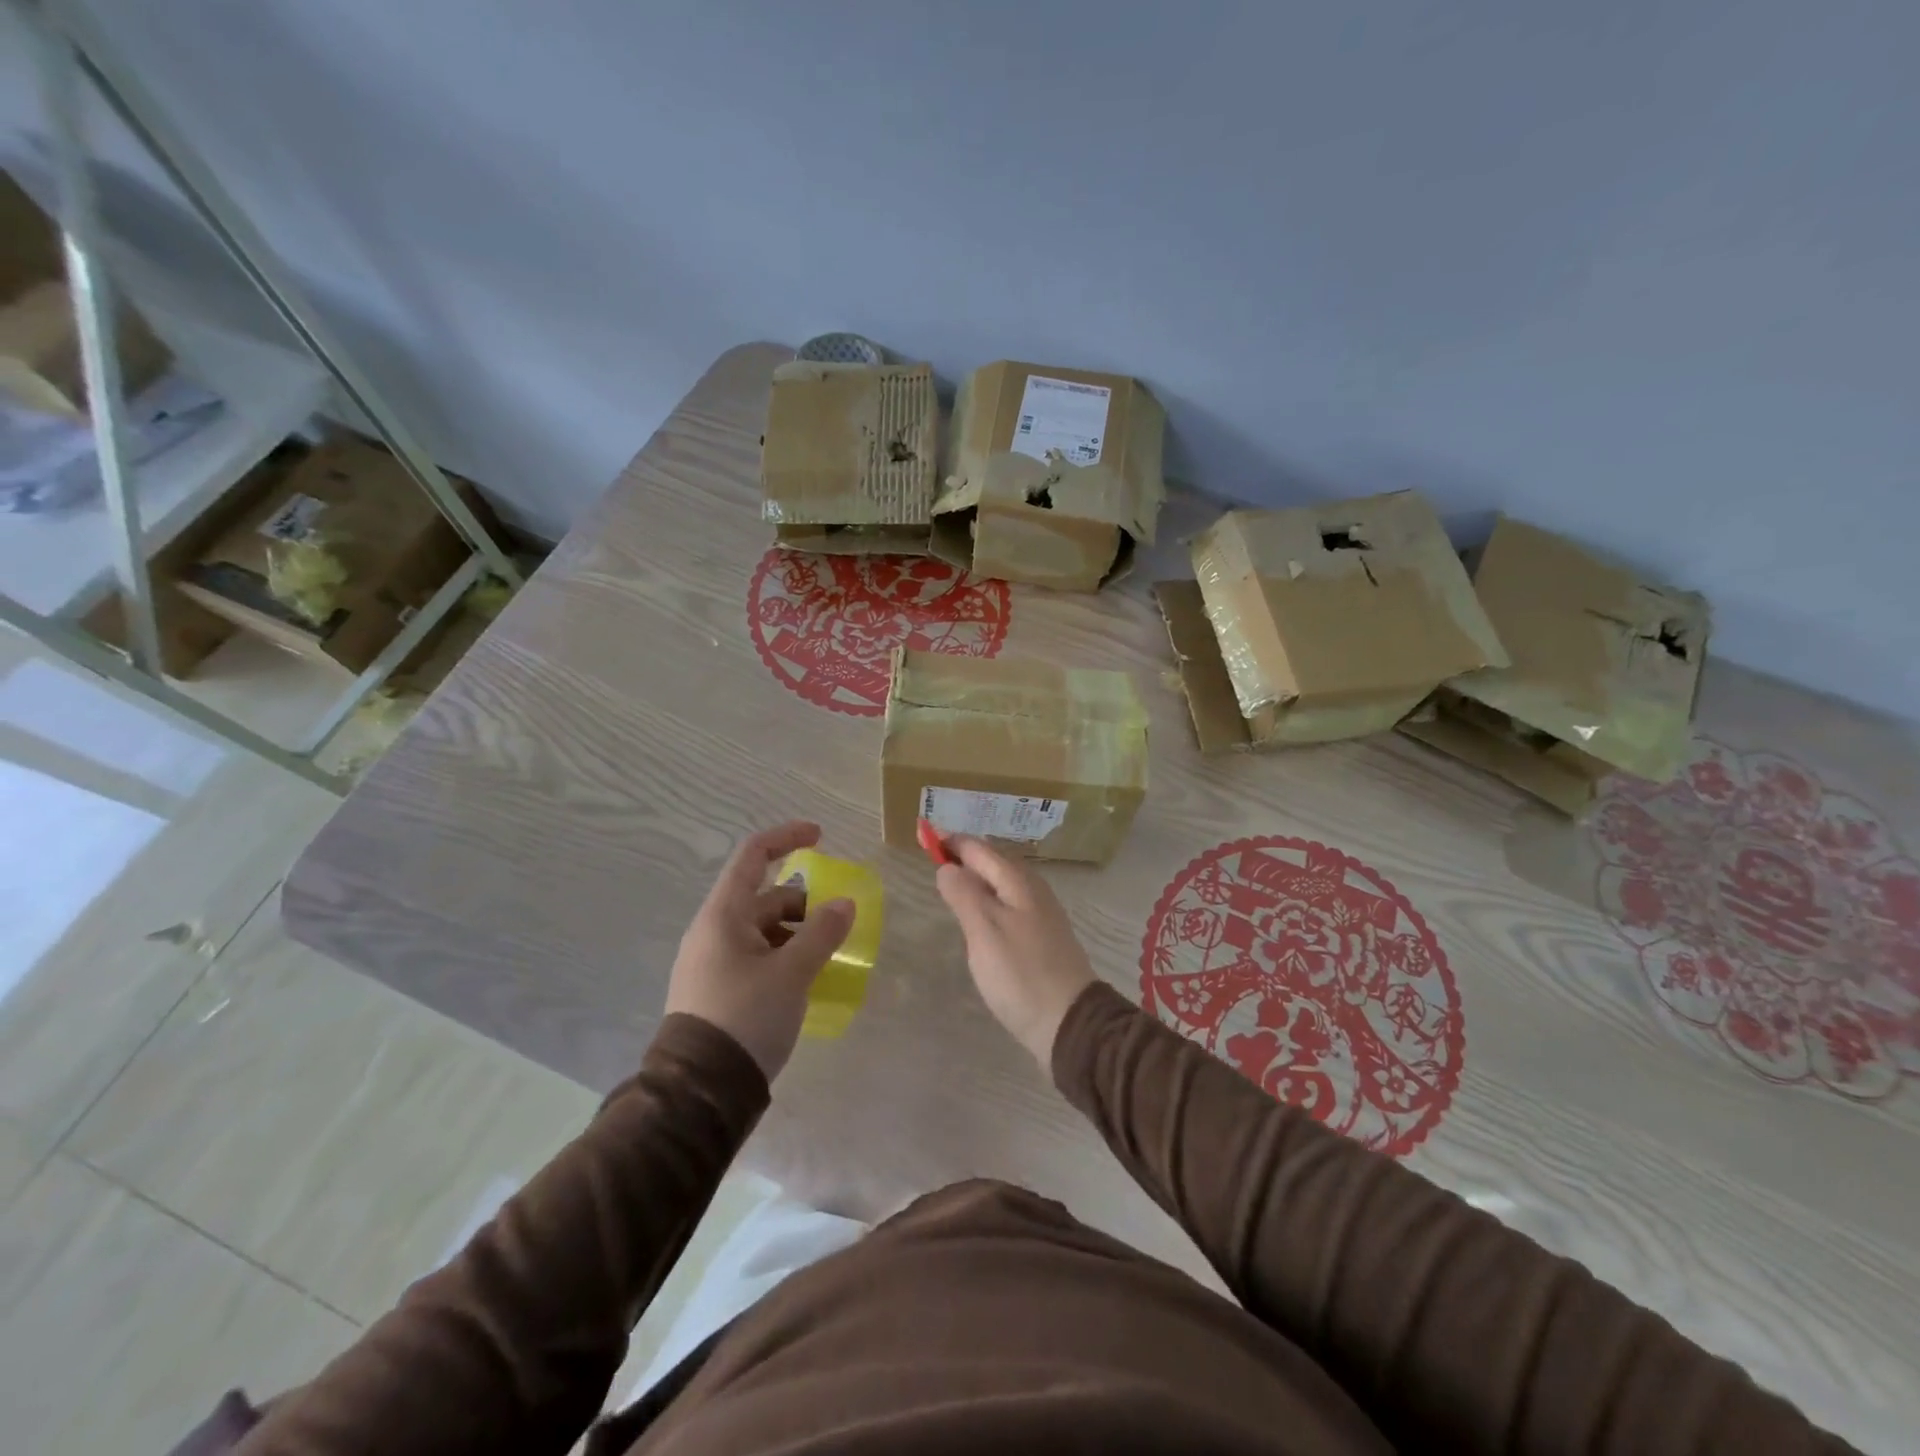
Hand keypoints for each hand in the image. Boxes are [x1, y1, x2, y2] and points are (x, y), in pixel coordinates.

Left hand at [665, 822, 853, 1081]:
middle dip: (804, 905)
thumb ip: (821, 934)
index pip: (753, 856)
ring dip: (797, 935)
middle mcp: (713, 932)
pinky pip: (756, 957)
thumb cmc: (745, 1018)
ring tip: (827, 961)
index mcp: (723, 916)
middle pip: (764, 898)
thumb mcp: (791, 974)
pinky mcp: (717, 991)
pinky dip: (784, 958)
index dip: (786, 838)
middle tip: (837, 927)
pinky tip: (805, 983)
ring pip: (763, 931)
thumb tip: (844, 904)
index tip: (821, 837)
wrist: (699, 1093)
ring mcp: (713, 962)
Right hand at [934, 836, 1095, 1067]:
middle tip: (932, 857)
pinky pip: (1008, 904)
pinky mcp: (1041, 937)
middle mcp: (1032, 889)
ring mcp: (1040, 913)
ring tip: (950, 883)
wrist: (1069, 1022)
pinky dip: (988, 899)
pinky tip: (979, 917)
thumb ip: (964, 893)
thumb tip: (947, 866)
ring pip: (1002, 883)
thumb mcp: (984, 930)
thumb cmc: (1021, 973)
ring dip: (976, 878)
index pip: (978, 848)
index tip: (922, 836)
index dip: (950, 841)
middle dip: (963, 856)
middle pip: (993, 862)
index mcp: (1018, 881)